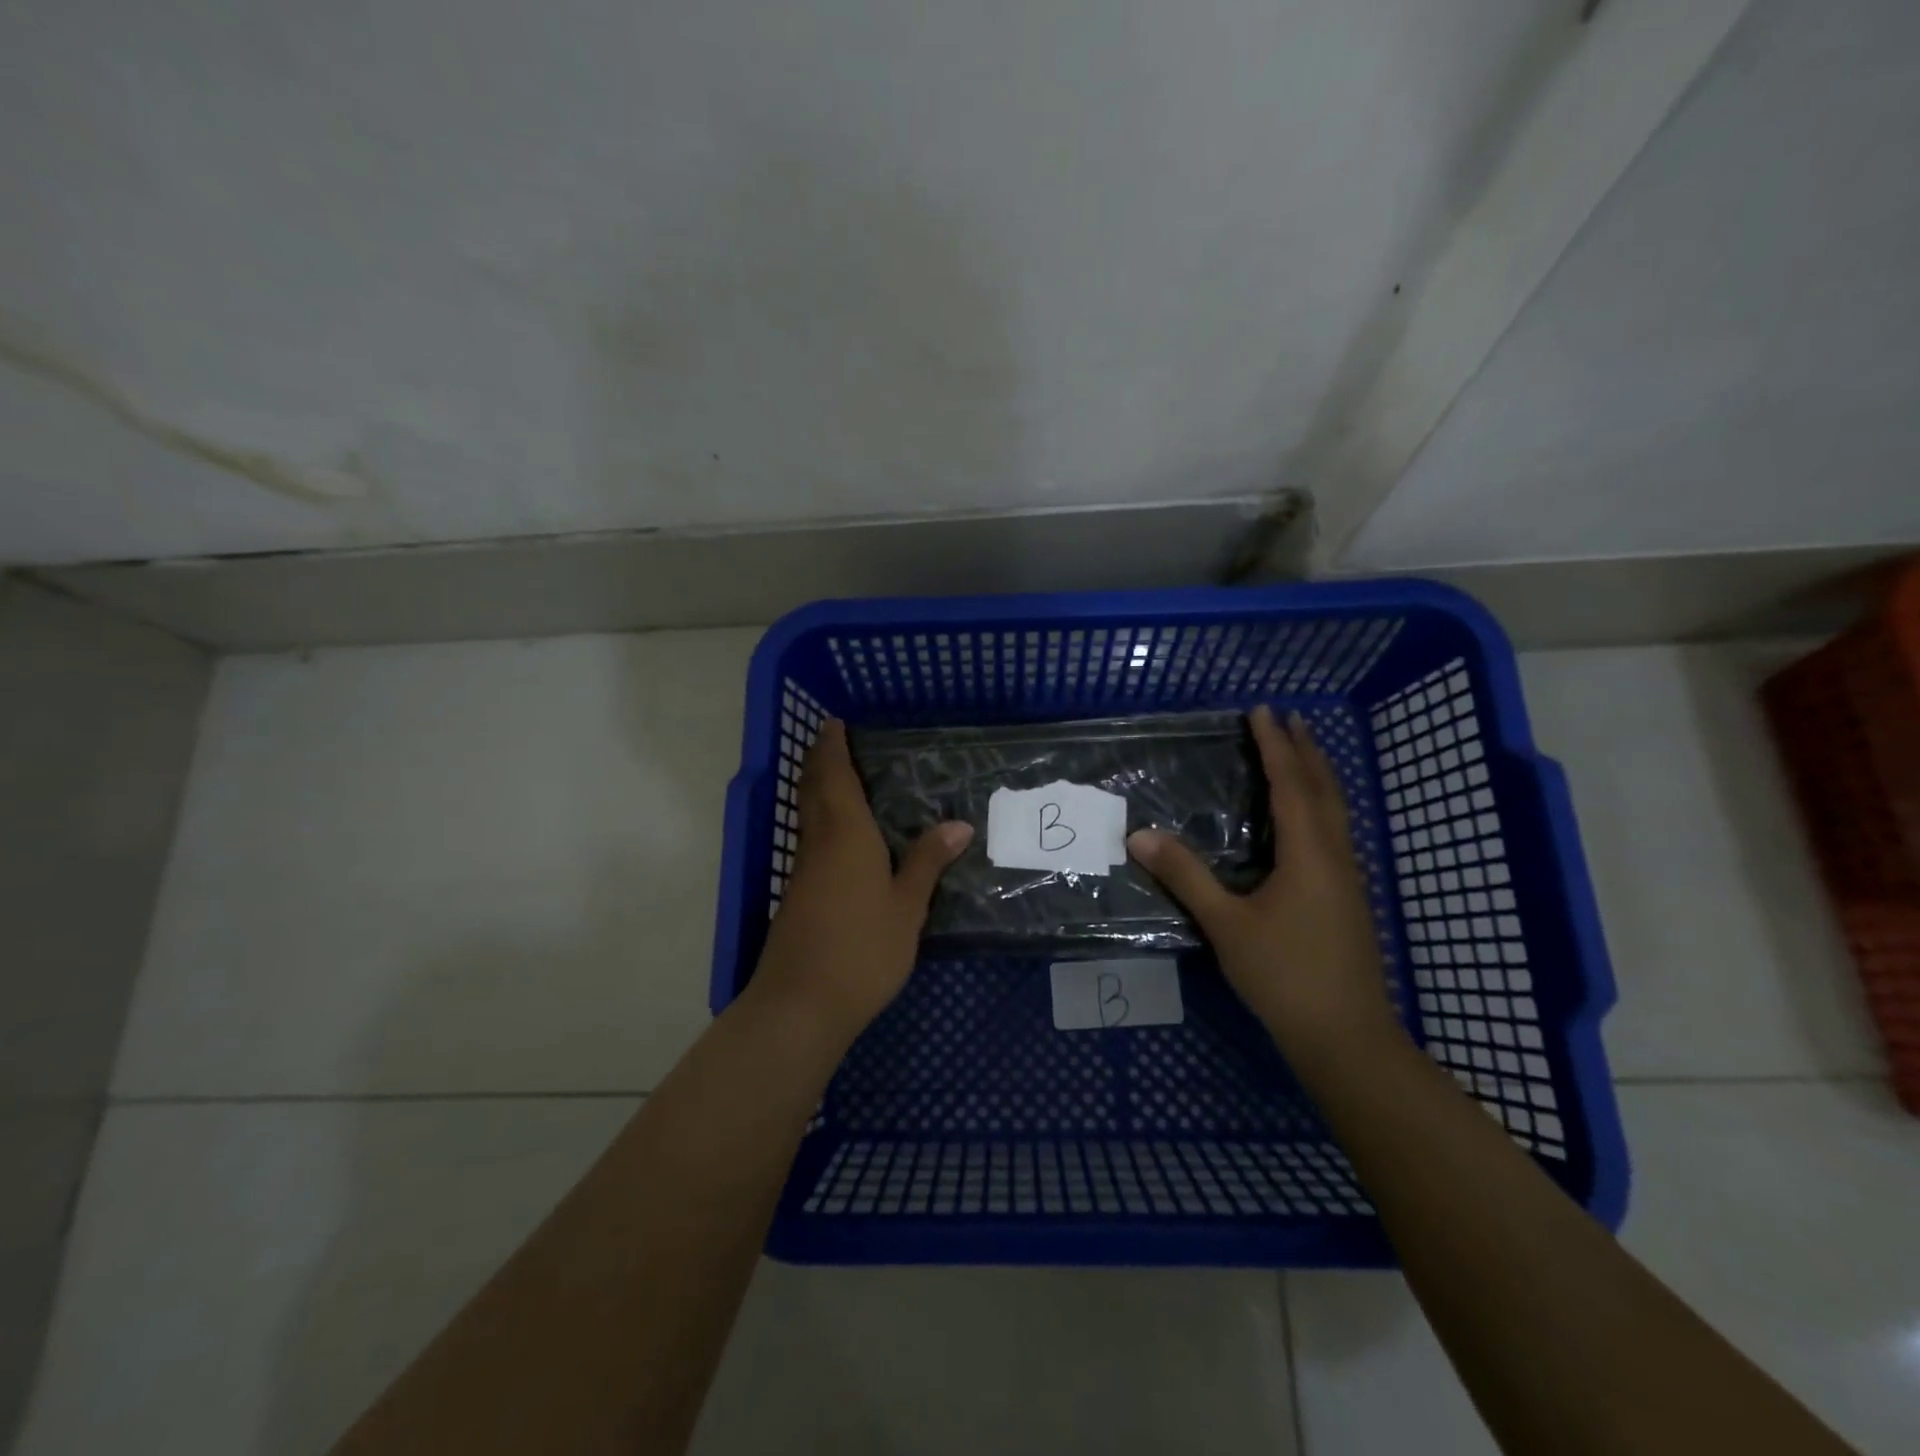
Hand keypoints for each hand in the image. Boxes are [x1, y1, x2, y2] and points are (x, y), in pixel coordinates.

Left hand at [753, 719, 972, 1035]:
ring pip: (809, 815)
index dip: (832, 747)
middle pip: (814, 790)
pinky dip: (822, 821)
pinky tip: (841, 835)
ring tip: (843, 778)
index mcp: (846, 835)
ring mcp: (804, 871)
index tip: (834, 722)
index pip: (834, 777)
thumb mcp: (906, 907)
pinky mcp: (799, 895)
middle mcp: (820, 844)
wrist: (801, 1004)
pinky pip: (812, 840)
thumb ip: (927, 863)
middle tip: (835, 740)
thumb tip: (958, 824)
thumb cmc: (862, 949)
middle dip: (820, 761)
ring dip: (818, 789)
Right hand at [1127, 705, 1397, 1062]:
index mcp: (1309, 854)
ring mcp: (1348, 879)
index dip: (1276, 745)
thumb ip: (1185, 876)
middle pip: (1324, 789)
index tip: (1262, 711)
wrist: (1346, 1037)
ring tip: (1301, 753)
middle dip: (1306, 751)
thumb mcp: (1226, 924)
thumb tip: (1139, 835)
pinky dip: (1321, 805)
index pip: (1291, 784)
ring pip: (1336, 811)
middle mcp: (1336, 856)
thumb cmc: (1284, 975)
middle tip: (1289, 718)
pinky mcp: (1348, 899)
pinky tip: (1308, 819)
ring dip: (1318, 776)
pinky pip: (1335, 831)